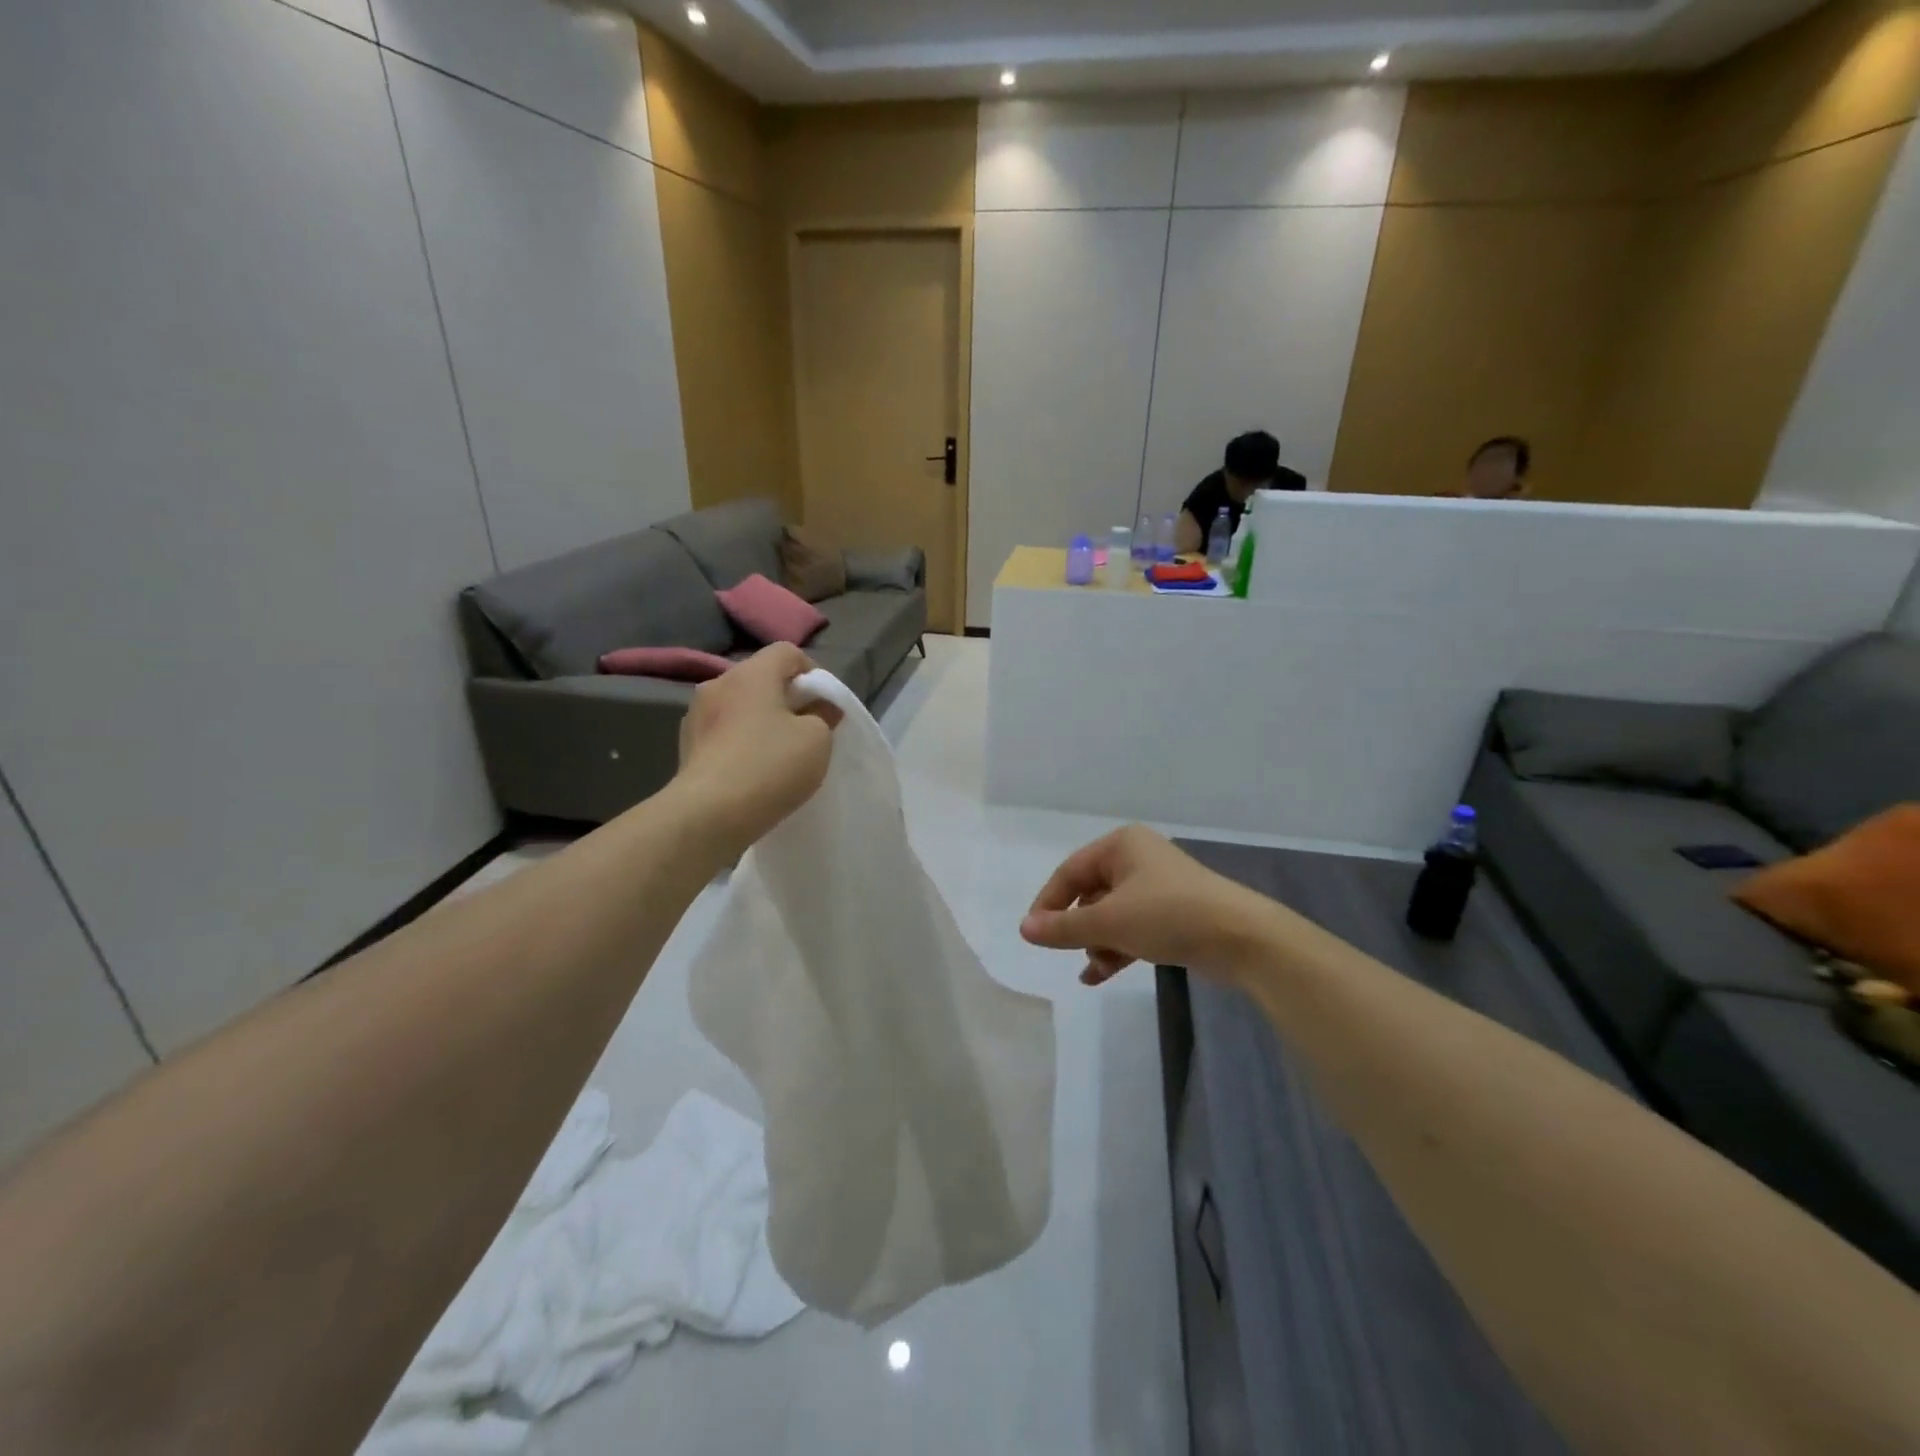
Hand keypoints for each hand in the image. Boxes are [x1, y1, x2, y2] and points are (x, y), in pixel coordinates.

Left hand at [674, 644, 839, 857]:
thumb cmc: (770, 766)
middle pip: (761, 678)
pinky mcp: (687, 746)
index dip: (812, 673)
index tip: (824, 706)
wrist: (708, 815)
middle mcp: (718, 684)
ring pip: (740, 706)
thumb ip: (823, 715)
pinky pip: (723, 732)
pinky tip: (752, 771)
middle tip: (806, 731)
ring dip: (761, 721)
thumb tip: (819, 709)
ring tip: (778, 754)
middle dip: (787, 699)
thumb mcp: (817, 739)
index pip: (788, 652)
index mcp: (751, 674)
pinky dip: (741, 742)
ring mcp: (696, 715)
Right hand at [1021, 825, 1293, 986]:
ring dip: (1097, 941)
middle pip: (1090, 893)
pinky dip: (1116, 948)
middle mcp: (1137, 858)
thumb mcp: (1109, 922)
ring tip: (1093, 969)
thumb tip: (1024, 929)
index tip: (1035, 935)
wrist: (1241, 938)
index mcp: (1120, 845)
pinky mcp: (1173, 913)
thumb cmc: (1168, 915)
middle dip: (1077, 926)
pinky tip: (1100, 975)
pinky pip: (1132, 927)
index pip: (1069, 872)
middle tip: (1067, 952)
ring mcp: (1157, 887)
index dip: (1048, 903)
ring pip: (1111, 914)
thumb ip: (1064, 927)